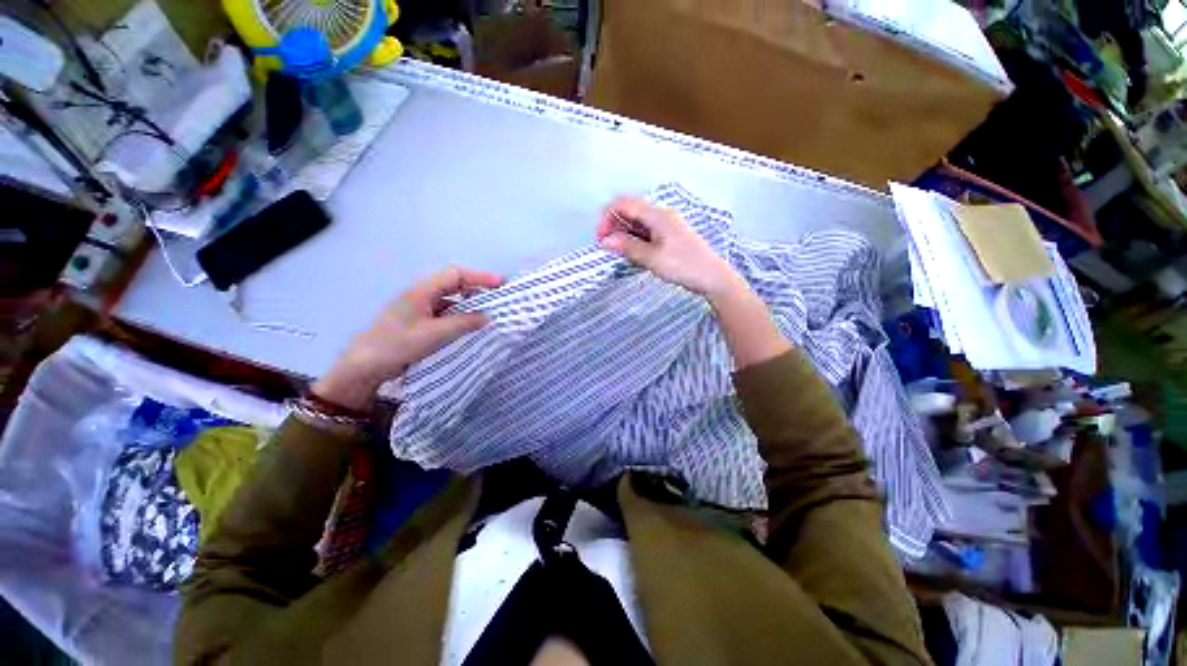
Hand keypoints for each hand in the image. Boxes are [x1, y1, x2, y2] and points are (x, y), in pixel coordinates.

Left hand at [312, 267, 501, 409]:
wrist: (365, 364)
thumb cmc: (398, 345)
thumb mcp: (434, 336)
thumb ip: (462, 324)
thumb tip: (486, 316)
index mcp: (422, 290)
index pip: (456, 274)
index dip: (480, 277)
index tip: (502, 285)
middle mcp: (418, 294)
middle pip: (451, 284)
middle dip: (475, 289)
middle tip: (496, 300)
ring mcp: (413, 308)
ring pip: (445, 300)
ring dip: (464, 305)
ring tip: (484, 316)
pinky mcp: (410, 323)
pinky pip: (438, 313)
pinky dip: (453, 317)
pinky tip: (461, 329)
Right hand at [597, 196, 744, 299]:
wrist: (714, 277)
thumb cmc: (685, 266)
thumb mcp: (652, 258)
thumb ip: (627, 247)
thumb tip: (605, 241)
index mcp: (657, 215)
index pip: (623, 204)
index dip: (607, 217)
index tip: (601, 238)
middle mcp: (662, 215)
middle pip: (630, 210)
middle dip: (614, 225)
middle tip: (608, 247)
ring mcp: (667, 224)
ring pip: (638, 221)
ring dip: (625, 233)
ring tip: (622, 253)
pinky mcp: (671, 234)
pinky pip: (647, 230)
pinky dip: (636, 238)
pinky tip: (636, 254)